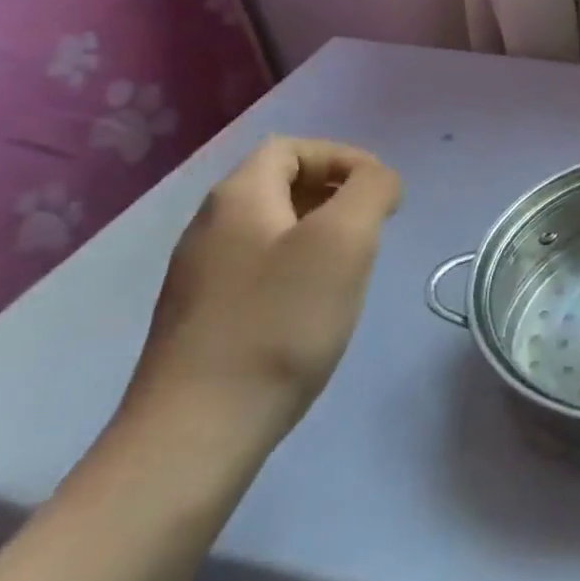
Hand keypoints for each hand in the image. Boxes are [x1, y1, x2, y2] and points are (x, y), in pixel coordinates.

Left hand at [124, 137, 402, 438]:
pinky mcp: (204, 318)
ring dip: (321, 231)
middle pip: (280, 184)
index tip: (382, 192)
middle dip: (336, 193)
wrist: (197, 432)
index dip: (343, 158)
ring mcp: (200, 276)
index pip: (291, 148)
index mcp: (237, 198)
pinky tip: (317, 306)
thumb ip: (371, 190)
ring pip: (272, 228)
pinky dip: (298, 268)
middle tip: (374, 226)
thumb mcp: (343, 241)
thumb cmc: (279, 323)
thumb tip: (379, 179)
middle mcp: (210, 227)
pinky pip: (260, 268)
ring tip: (354, 265)